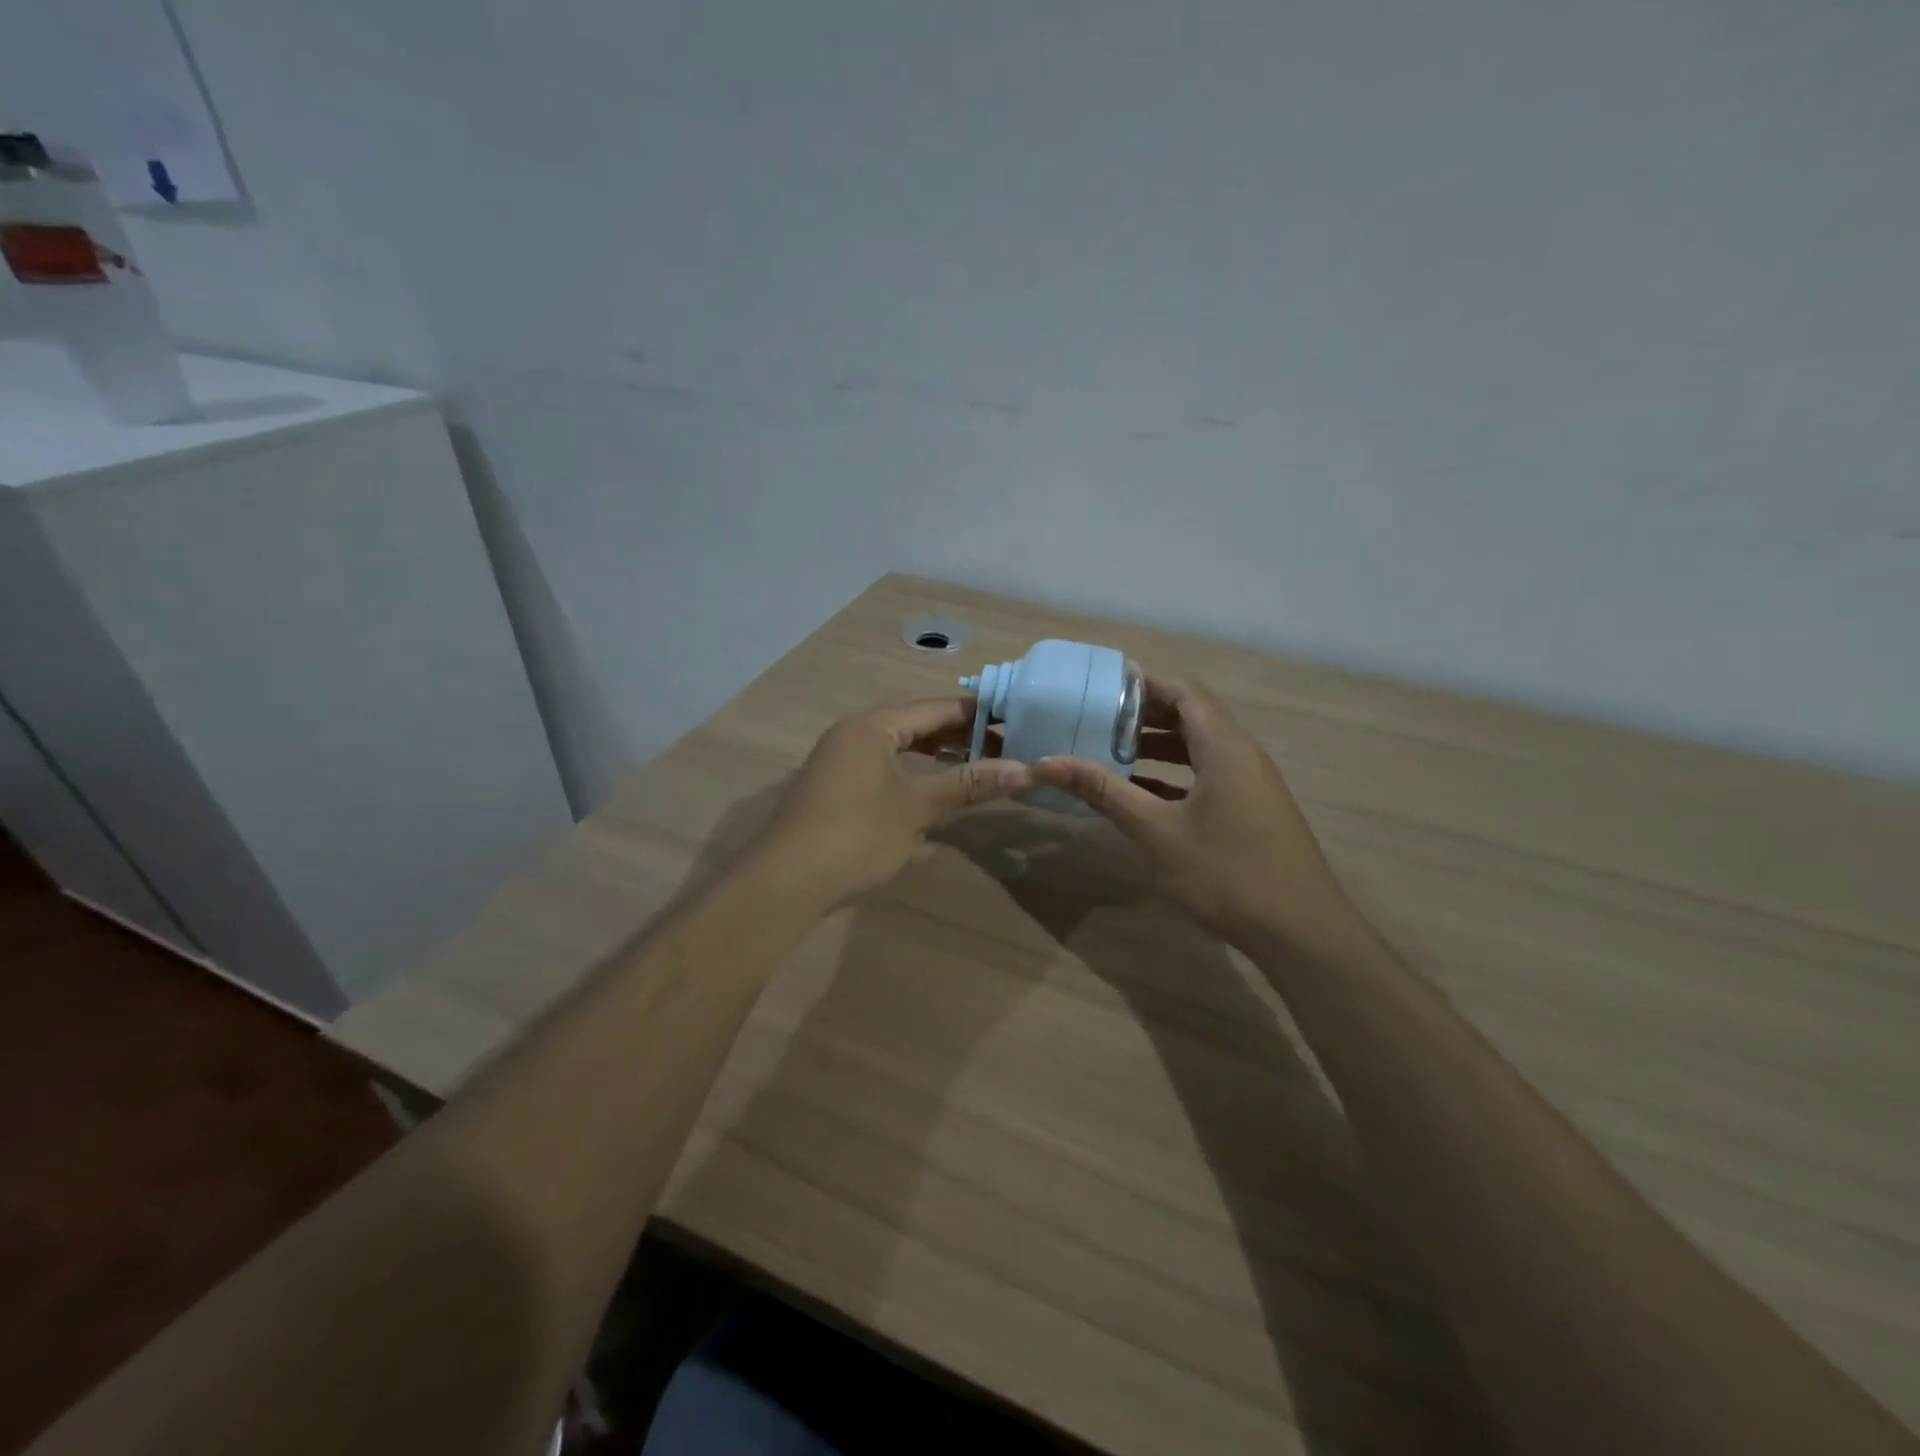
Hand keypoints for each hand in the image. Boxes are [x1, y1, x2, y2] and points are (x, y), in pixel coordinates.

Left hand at [757, 697, 1030, 908]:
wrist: (786, 881)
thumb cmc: (857, 836)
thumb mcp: (918, 808)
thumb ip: (970, 785)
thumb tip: (1025, 769)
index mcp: (873, 724)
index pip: (938, 708)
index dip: (981, 716)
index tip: (1019, 722)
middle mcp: (854, 731)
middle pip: (918, 723)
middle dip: (962, 736)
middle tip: (1007, 748)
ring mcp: (841, 758)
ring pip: (901, 746)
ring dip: (939, 754)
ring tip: (979, 766)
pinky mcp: (836, 785)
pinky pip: (885, 765)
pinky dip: (915, 772)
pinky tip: (936, 790)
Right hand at [1031, 677, 1362, 947]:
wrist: (1302, 933)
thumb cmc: (1226, 873)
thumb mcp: (1156, 832)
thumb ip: (1104, 792)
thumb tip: (1047, 763)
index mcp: (1224, 747)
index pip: (1184, 693)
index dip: (1144, 686)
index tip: (1100, 690)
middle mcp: (1242, 755)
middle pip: (1192, 717)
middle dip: (1144, 717)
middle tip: (1097, 722)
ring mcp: (1251, 784)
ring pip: (1200, 749)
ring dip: (1158, 749)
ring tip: (1111, 756)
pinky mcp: (1253, 811)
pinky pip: (1209, 776)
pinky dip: (1175, 777)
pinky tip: (1143, 798)